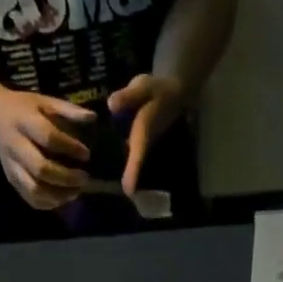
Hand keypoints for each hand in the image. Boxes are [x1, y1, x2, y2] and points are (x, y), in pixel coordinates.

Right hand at [0, 88, 93, 209]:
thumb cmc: (24, 109)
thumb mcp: (45, 102)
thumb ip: (68, 110)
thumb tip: (92, 117)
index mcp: (24, 122)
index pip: (48, 138)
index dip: (69, 148)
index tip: (86, 154)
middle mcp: (16, 146)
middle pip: (40, 169)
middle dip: (66, 178)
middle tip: (84, 178)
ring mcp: (12, 166)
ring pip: (35, 189)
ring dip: (59, 195)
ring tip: (76, 191)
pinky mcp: (12, 180)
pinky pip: (30, 198)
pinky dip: (49, 203)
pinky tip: (62, 197)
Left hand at [107, 74, 186, 195]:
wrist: (174, 92)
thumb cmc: (158, 89)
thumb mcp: (143, 86)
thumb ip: (128, 95)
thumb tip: (111, 105)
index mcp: (144, 132)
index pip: (138, 155)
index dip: (133, 173)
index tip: (129, 192)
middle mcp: (144, 144)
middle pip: (135, 168)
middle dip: (128, 181)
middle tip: (114, 196)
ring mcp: (144, 146)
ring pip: (134, 165)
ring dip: (125, 176)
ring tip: (110, 189)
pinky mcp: (141, 145)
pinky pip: (132, 158)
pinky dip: (125, 166)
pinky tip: (107, 168)